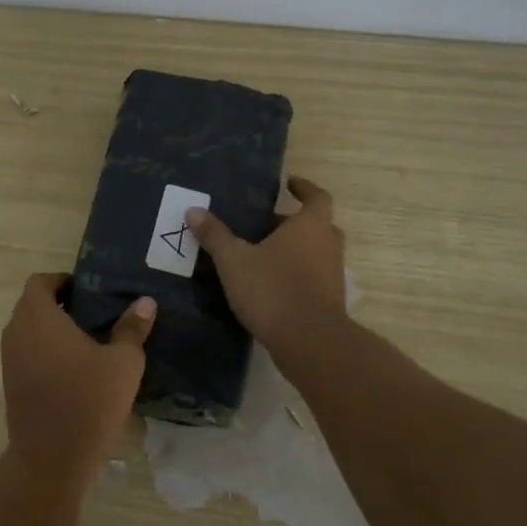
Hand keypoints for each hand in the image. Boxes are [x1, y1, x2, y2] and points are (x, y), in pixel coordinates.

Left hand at [0, 273, 154, 473]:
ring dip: (50, 329)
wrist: (51, 458)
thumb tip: (146, 302)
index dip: (61, 280)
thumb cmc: (88, 401)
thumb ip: (132, 329)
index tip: (87, 290)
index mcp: (38, 317)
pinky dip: (44, 350)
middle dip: (58, 303)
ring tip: (87, 340)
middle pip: (31, 304)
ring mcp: (10, 359)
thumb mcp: (123, 363)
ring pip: (28, 330)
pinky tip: (74, 368)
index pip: (39, 282)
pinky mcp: (11, 383)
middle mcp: (17, 332)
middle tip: (92, 313)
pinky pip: (26, 352)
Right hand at [186, 176, 348, 355]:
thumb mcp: (234, 260)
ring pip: (316, 252)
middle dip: (292, 223)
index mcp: (310, 226)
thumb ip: (215, 235)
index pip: (316, 196)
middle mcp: (328, 244)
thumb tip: (193, 210)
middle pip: (316, 225)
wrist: (309, 341)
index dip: (304, 188)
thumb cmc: (273, 289)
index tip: (289, 184)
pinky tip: (270, 285)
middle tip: (264, 225)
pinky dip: (297, 275)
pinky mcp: (330, 300)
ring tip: (263, 255)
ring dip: (295, 250)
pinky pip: (314, 277)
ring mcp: (333, 274)